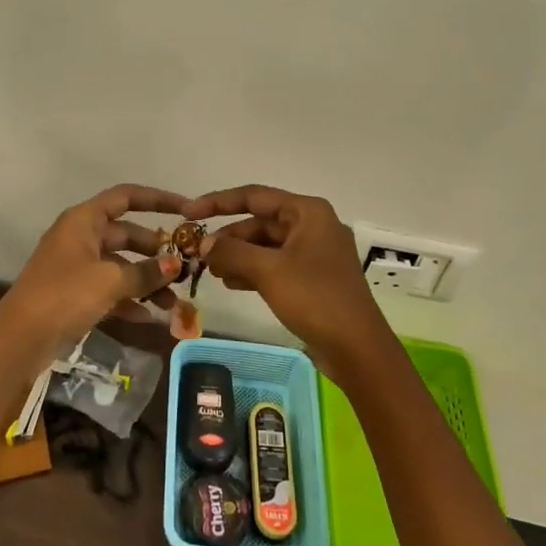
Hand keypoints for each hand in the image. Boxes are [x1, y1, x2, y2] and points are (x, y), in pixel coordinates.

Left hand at [0, 184, 190, 352]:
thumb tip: (175, 265)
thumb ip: (145, 272)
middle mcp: (80, 236)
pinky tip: (152, 318)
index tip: (188, 210)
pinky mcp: (74, 294)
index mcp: (84, 220)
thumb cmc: (64, 295)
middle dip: (156, 251)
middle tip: (185, 267)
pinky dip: (130, 300)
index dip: (158, 199)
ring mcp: (76, 266)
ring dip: (147, 281)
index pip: (126, 197)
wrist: (20, 339)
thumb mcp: (109, 280)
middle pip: (126, 233)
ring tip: (173, 303)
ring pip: (120, 265)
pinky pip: (110, 289)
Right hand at [185, 185, 393, 384]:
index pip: (254, 196)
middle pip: (260, 222)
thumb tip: (204, 244)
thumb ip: (231, 252)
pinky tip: (233, 284)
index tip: (188, 213)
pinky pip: (275, 264)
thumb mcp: (268, 271)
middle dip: (229, 238)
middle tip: (200, 255)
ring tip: (214, 273)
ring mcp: (314, 253)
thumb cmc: (315, 298)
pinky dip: (253, 271)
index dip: (218, 202)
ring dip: (238, 256)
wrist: (358, 349)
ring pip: (266, 246)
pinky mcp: (313, 278)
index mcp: (307, 212)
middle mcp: (312, 225)